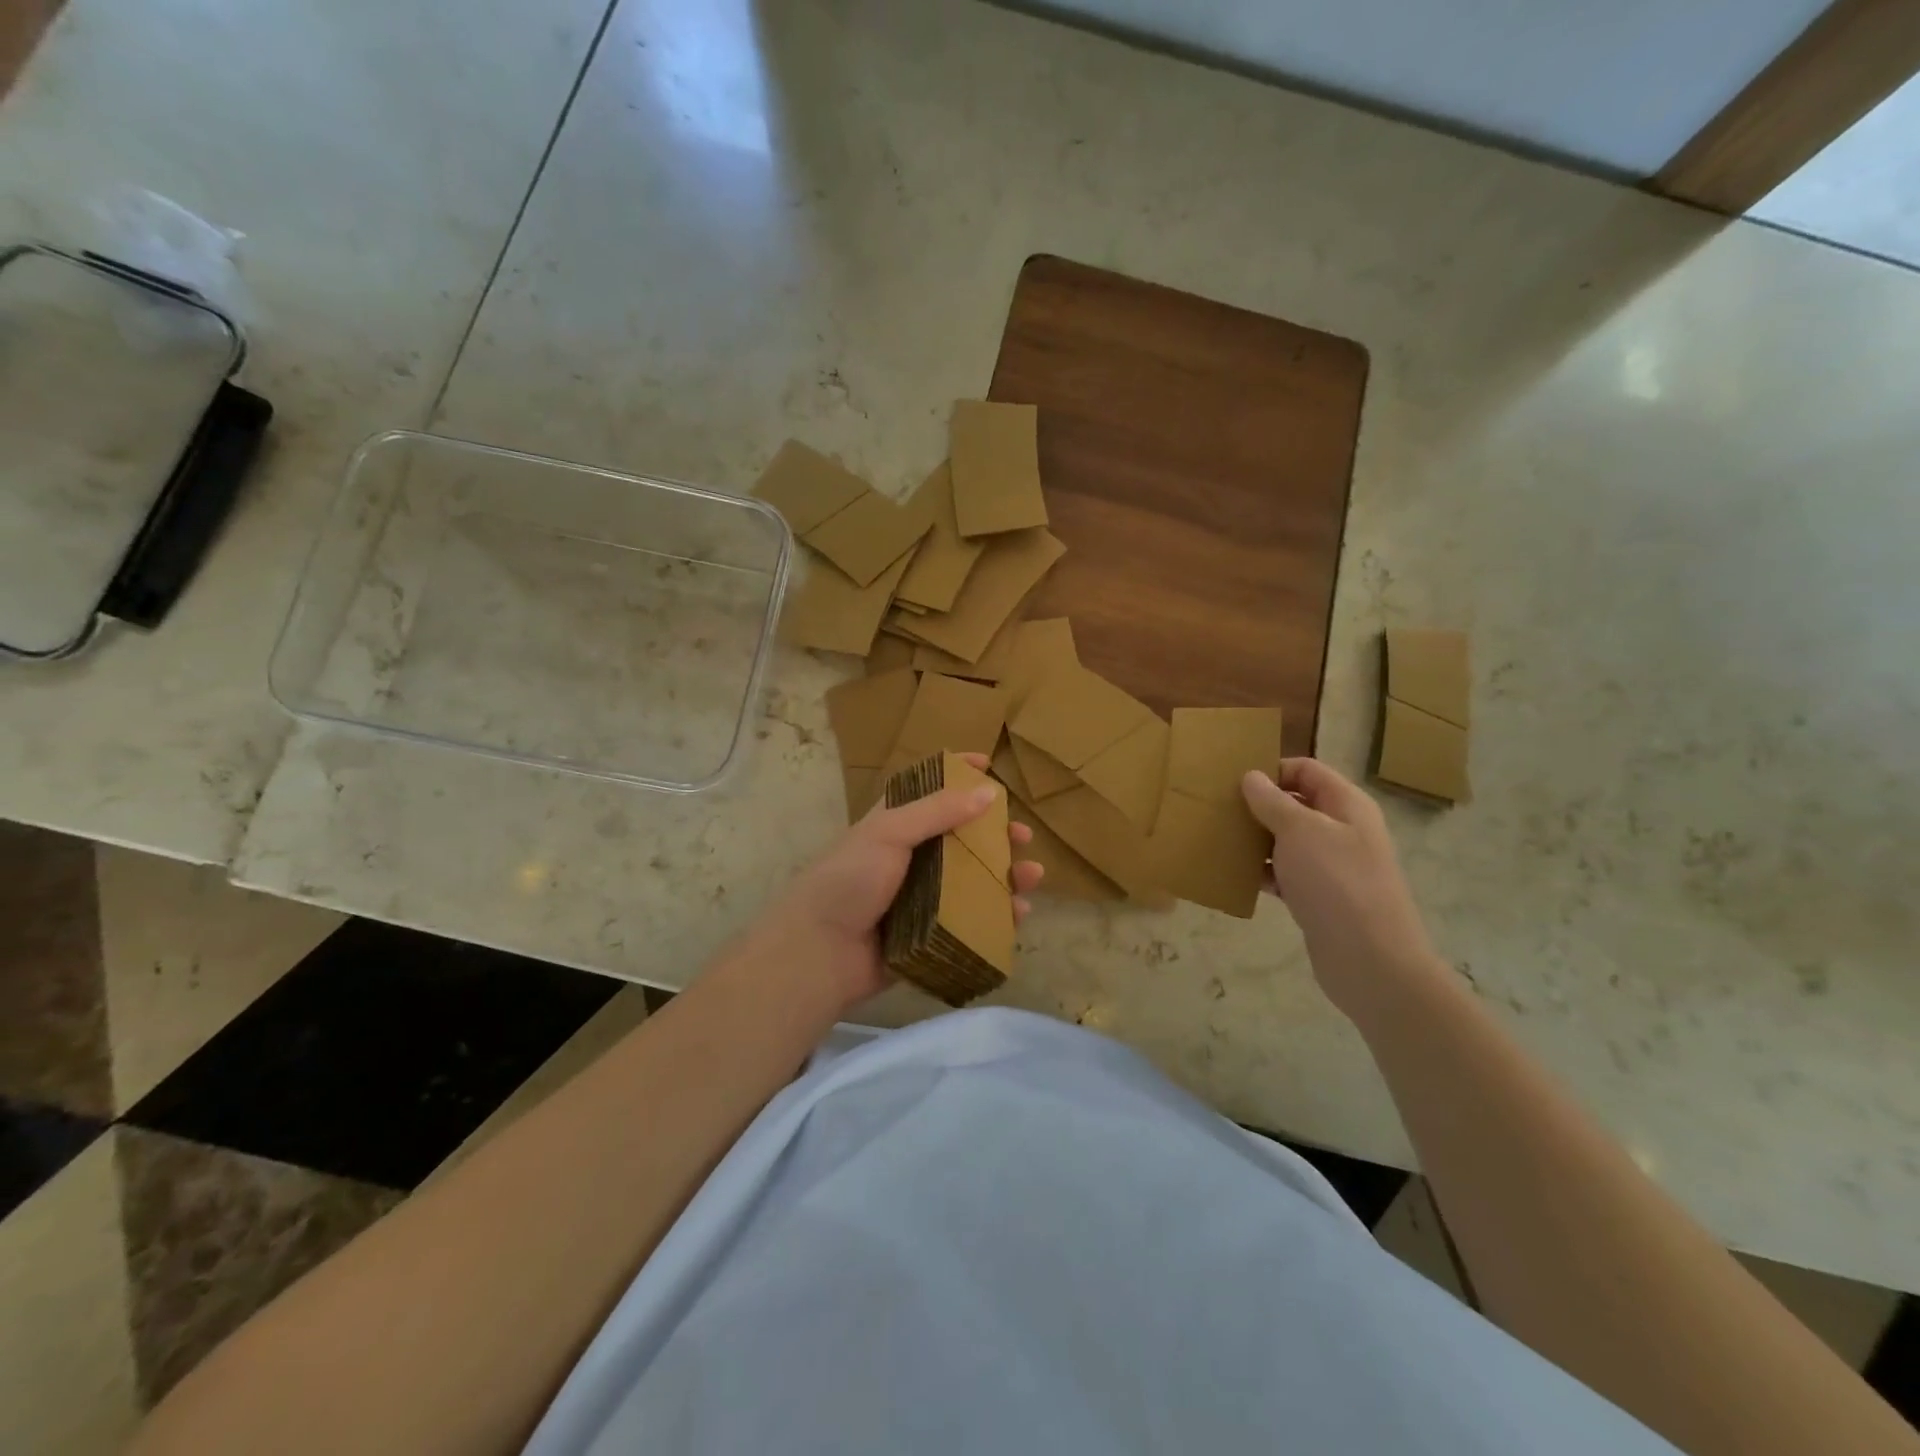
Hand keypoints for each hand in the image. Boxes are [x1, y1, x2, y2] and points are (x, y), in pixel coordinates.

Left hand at [755, 753, 1044, 1011]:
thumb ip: (937, 811)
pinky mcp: (930, 934)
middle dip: (995, 834)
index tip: (987, 764)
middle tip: (1023, 835)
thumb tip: (988, 791)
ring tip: (1032, 875)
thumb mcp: (889, 833)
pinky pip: (971, 920)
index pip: (928, 790)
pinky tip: (1018, 913)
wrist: (819, 952)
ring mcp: (922, 898)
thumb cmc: (850, 880)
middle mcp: (911, 858)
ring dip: (1005, 875)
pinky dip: (997, 915)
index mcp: (895, 826)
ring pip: (973, 881)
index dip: (956, 775)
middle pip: (962, 838)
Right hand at [1242, 758, 1441, 1013]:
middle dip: (1258, 805)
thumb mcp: (1300, 832)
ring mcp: (1331, 865)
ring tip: (1218, 840)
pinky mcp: (1318, 896)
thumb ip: (1272, 802)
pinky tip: (1233, 874)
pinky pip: (1284, 873)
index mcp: (1346, 805)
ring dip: (1255, 839)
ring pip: (1286, 840)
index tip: (1233, 781)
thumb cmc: (1336, 883)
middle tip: (1217, 809)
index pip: (1306, 770)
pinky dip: (1261, 871)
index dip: (1272, 770)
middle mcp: (1341, 829)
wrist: (1369, 959)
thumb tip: (1251, 776)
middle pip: (1295, 804)